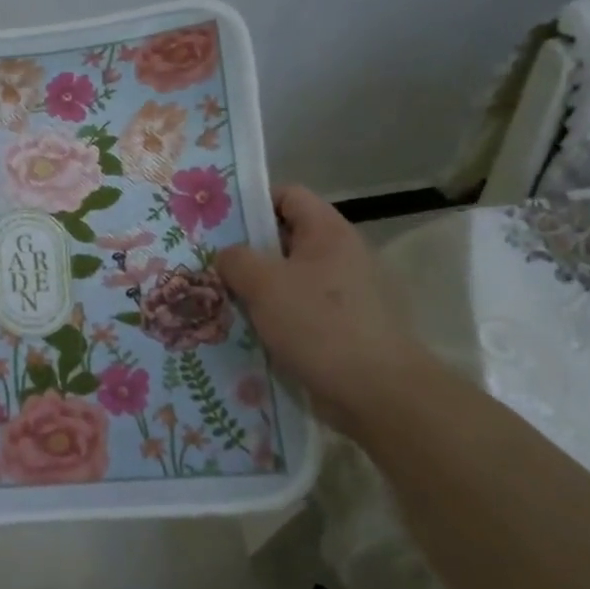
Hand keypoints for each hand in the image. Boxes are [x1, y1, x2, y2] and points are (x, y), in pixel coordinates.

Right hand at [216, 186, 436, 430]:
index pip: (289, 195)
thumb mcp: (264, 284)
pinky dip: (275, 318)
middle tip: (211, 266)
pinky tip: (249, 333)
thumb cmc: (319, 325)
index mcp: (328, 232)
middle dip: (248, 252)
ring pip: (290, 279)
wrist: (378, 393)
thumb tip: (228, 256)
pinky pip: (300, 312)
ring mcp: (346, 294)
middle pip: (286, 239)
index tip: (219, 224)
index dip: (253, 203)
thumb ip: (236, 260)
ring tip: (222, 302)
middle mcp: (342, 255)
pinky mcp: (345, 328)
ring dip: (258, 290)